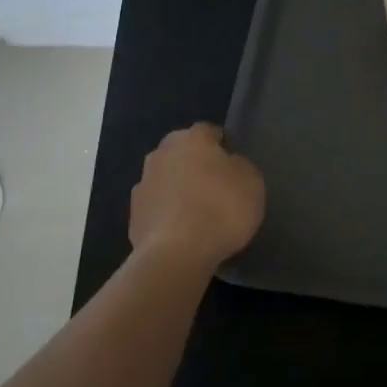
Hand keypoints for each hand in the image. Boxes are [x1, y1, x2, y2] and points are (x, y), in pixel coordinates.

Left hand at [129, 124, 264, 272]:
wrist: (176, 255)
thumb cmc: (221, 208)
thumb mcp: (252, 181)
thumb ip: (240, 166)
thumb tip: (228, 165)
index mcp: (191, 138)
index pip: (208, 131)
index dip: (222, 145)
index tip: (233, 164)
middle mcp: (162, 154)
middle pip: (181, 153)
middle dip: (195, 164)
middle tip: (215, 186)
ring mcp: (143, 185)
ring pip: (166, 180)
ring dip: (178, 189)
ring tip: (198, 213)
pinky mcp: (134, 217)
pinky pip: (157, 208)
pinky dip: (167, 215)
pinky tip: (182, 233)